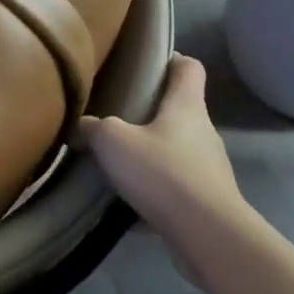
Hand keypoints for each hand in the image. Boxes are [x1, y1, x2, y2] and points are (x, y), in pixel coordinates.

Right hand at [80, 55, 255, 268]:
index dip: (170, 60)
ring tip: (117, 161)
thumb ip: (94, 127)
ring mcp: (209, 167)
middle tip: (115, 115)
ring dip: (150, 152)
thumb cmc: (161, 172)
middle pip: (179, 110)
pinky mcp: (207, 199)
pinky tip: (127, 202)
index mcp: (187, 105)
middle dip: (149, 111)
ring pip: (175, 149)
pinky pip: (175, 186)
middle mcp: (203, 131)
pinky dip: (154, 189)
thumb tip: (83, 125)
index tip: (145, 63)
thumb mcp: (112, 141)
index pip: (189, 67)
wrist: (206, 234)